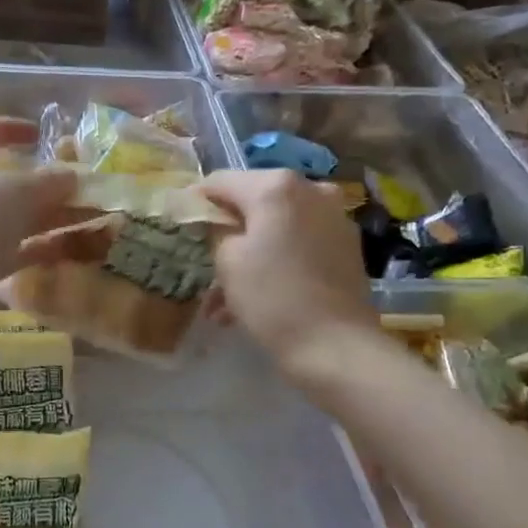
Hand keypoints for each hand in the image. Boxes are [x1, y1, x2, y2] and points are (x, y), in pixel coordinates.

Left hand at [0, 117, 77, 332]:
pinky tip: (72, 249)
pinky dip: (38, 248)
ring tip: (90, 216)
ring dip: (47, 217)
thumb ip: (49, 181)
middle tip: (77, 184)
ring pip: (8, 219)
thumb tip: (72, 176)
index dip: (6, 127)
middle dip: (40, 183)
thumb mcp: (16, 191)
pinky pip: (10, 251)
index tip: (40, 135)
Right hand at [199, 169, 373, 369]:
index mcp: (276, 186)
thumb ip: (216, 230)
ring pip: (277, 227)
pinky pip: (298, 243)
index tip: (181, 225)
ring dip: (249, 253)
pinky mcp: (346, 246)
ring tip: (224, 298)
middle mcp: (310, 190)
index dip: (197, 202)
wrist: (335, 346)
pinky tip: (255, 297)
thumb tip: (215, 220)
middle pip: (253, 202)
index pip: (221, 181)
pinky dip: (275, 261)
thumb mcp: (227, 261)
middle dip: (227, 232)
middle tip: (205, 264)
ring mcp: (333, 217)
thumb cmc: (272, 298)